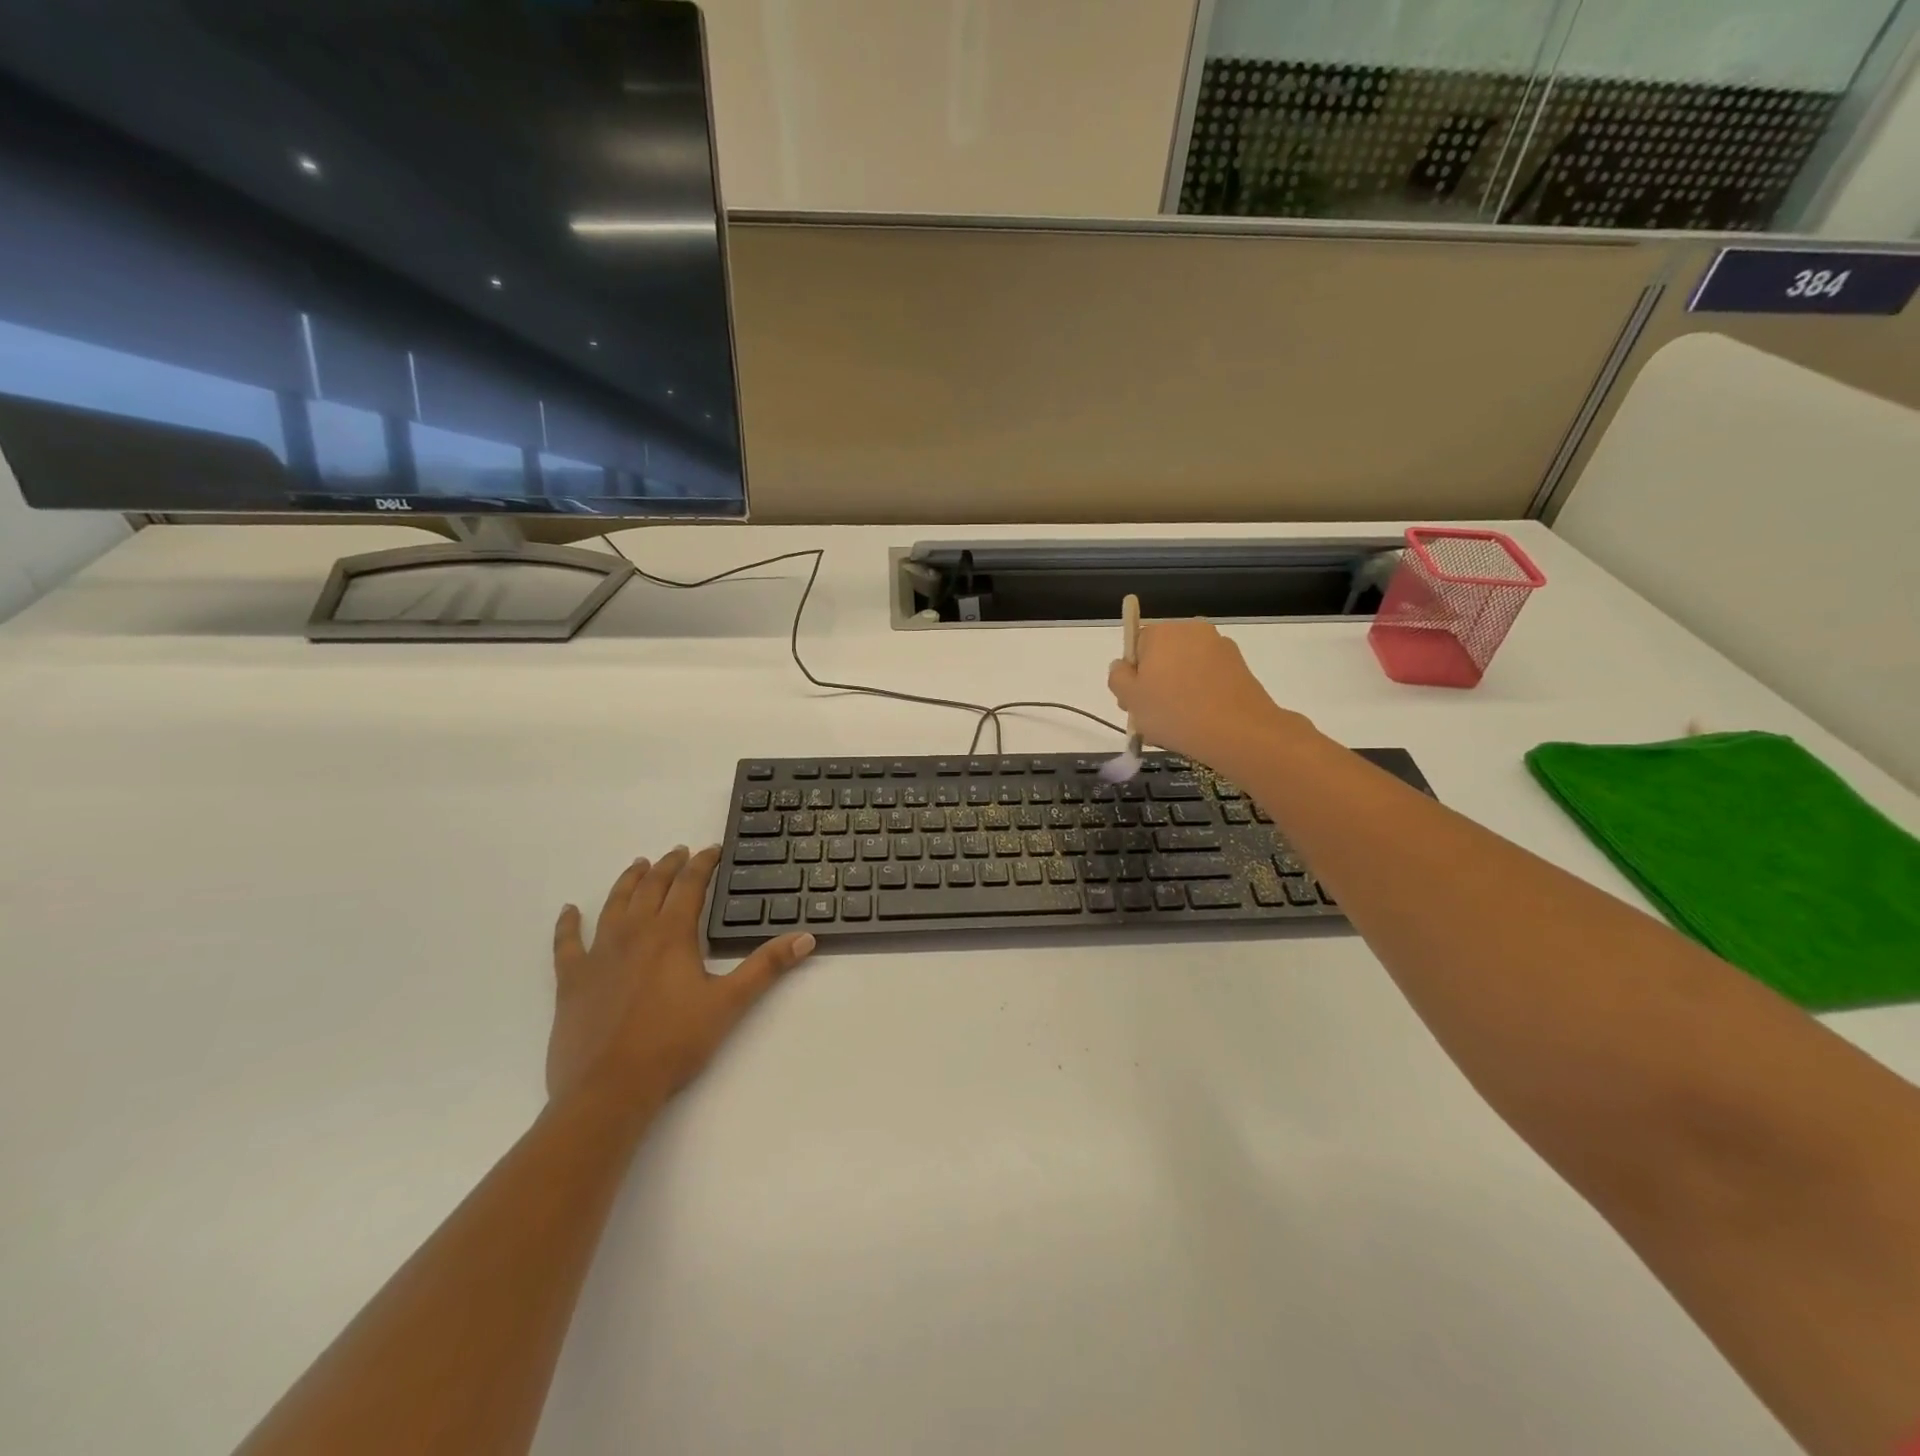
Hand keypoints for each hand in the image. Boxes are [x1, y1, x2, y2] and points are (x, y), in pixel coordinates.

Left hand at [547, 846, 814, 1111]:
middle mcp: (634, 933)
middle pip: (652, 886)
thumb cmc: (674, 1043)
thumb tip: (806, 937)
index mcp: (672, 934)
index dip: (703, 864)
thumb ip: (767, 966)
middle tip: (679, 852)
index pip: (690, 885)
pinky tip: (569, 911)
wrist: (609, 1088)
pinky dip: (568, 924)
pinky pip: (567, 943)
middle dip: (668, 866)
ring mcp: (599, 954)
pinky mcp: (572, 980)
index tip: (713, 850)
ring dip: (628, 881)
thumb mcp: (729, 1002)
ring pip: (614, 904)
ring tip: (638, 865)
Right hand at [1108, 619, 1311, 771]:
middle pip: (1162, 655)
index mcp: (1161, 632)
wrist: (1238, 731)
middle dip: (1155, 682)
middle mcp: (1191, 630)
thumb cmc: (1174, 712)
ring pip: (1186, 668)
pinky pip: (1208, 678)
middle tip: (1152, 717)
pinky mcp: (1240, 666)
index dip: (1132, 675)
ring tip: (1177, 725)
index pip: (1136, 646)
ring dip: (1178, 690)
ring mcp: (1219, 646)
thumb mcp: (1130, 699)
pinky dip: (1201, 694)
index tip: (1134, 703)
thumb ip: (1117, 677)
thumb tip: (1122, 666)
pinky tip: (1199, 722)